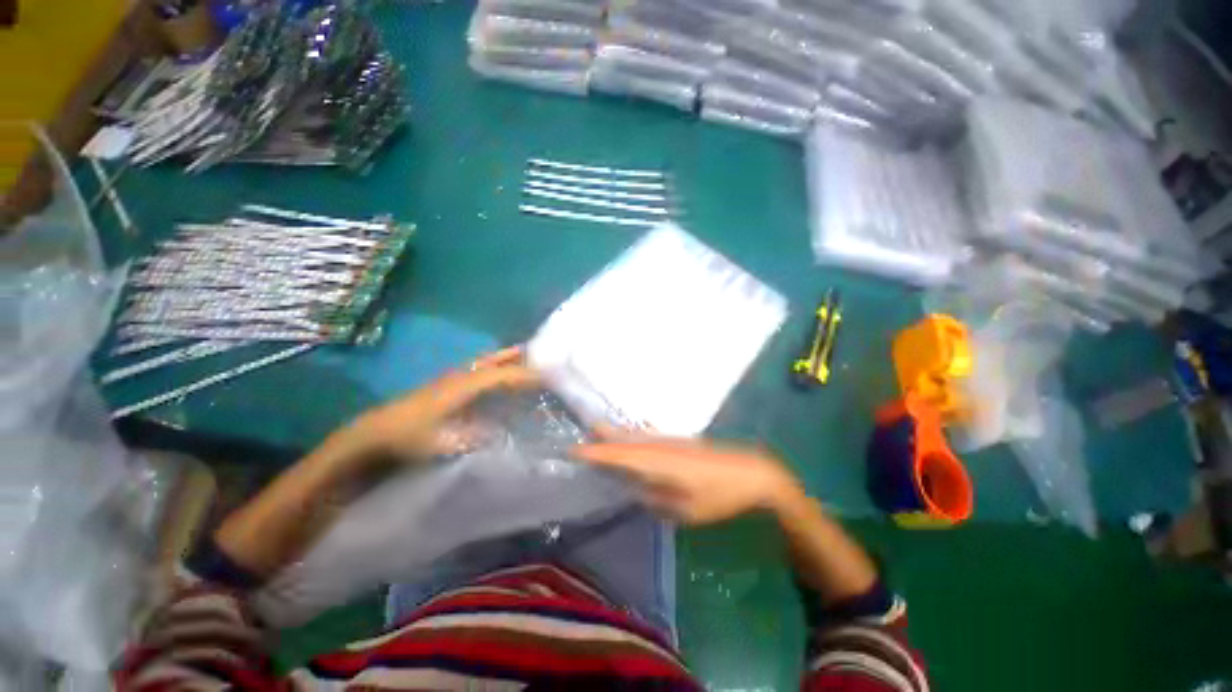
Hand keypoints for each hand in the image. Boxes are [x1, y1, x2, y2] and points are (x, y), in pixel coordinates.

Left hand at [346, 347, 539, 460]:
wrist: (375, 433)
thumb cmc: (409, 437)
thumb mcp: (444, 443)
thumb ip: (475, 437)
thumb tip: (503, 431)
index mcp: (463, 386)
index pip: (501, 375)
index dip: (525, 374)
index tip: (547, 377)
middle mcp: (461, 375)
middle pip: (495, 359)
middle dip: (519, 355)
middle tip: (542, 354)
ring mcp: (454, 377)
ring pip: (487, 362)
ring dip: (508, 358)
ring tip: (529, 358)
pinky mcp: (449, 384)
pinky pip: (480, 369)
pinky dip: (496, 366)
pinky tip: (502, 375)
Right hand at [573, 434, 803, 524]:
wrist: (753, 472)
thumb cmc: (721, 496)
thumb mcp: (689, 510)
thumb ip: (658, 499)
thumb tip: (638, 491)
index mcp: (660, 462)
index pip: (620, 456)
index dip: (597, 453)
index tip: (575, 449)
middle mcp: (662, 446)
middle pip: (627, 439)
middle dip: (605, 436)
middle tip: (583, 431)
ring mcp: (673, 441)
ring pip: (639, 435)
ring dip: (619, 432)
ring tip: (600, 427)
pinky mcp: (683, 442)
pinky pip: (652, 435)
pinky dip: (639, 433)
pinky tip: (638, 429)